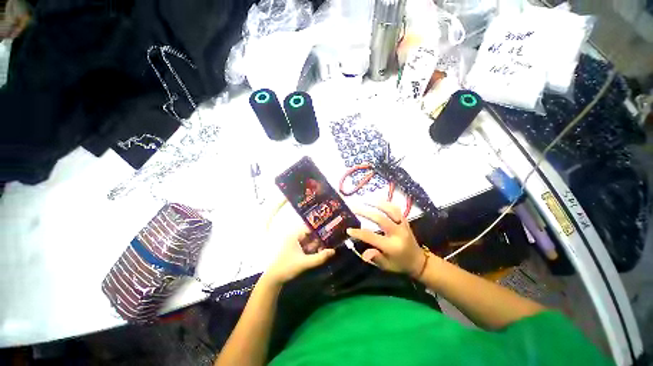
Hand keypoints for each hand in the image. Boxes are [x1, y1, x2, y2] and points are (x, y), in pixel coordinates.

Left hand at [264, 225, 334, 285]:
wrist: (273, 279)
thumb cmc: (287, 267)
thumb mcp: (304, 263)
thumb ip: (319, 257)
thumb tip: (333, 251)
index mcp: (295, 235)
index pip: (310, 227)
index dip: (320, 229)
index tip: (330, 231)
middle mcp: (294, 237)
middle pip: (310, 235)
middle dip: (319, 239)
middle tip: (331, 242)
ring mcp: (293, 244)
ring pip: (308, 241)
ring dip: (316, 245)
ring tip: (326, 248)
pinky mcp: (293, 250)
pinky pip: (305, 247)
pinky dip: (311, 249)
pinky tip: (318, 253)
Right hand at [347, 202, 425, 276]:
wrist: (419, 261)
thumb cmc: (399, 264)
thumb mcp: (386, 266)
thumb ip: (375, 258)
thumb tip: (363, 253)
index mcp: (392, 246)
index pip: (372, 237)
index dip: (359, 233)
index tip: (348, 229)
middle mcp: (398, 233)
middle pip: (380, 219)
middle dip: (365, 212)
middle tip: (353, 208)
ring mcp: (403, 225)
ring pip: (390, 210)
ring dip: (377, 204)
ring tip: (365, 200)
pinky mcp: (405, 221)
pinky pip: (396, 209)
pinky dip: (386, 204)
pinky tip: (378, 200)